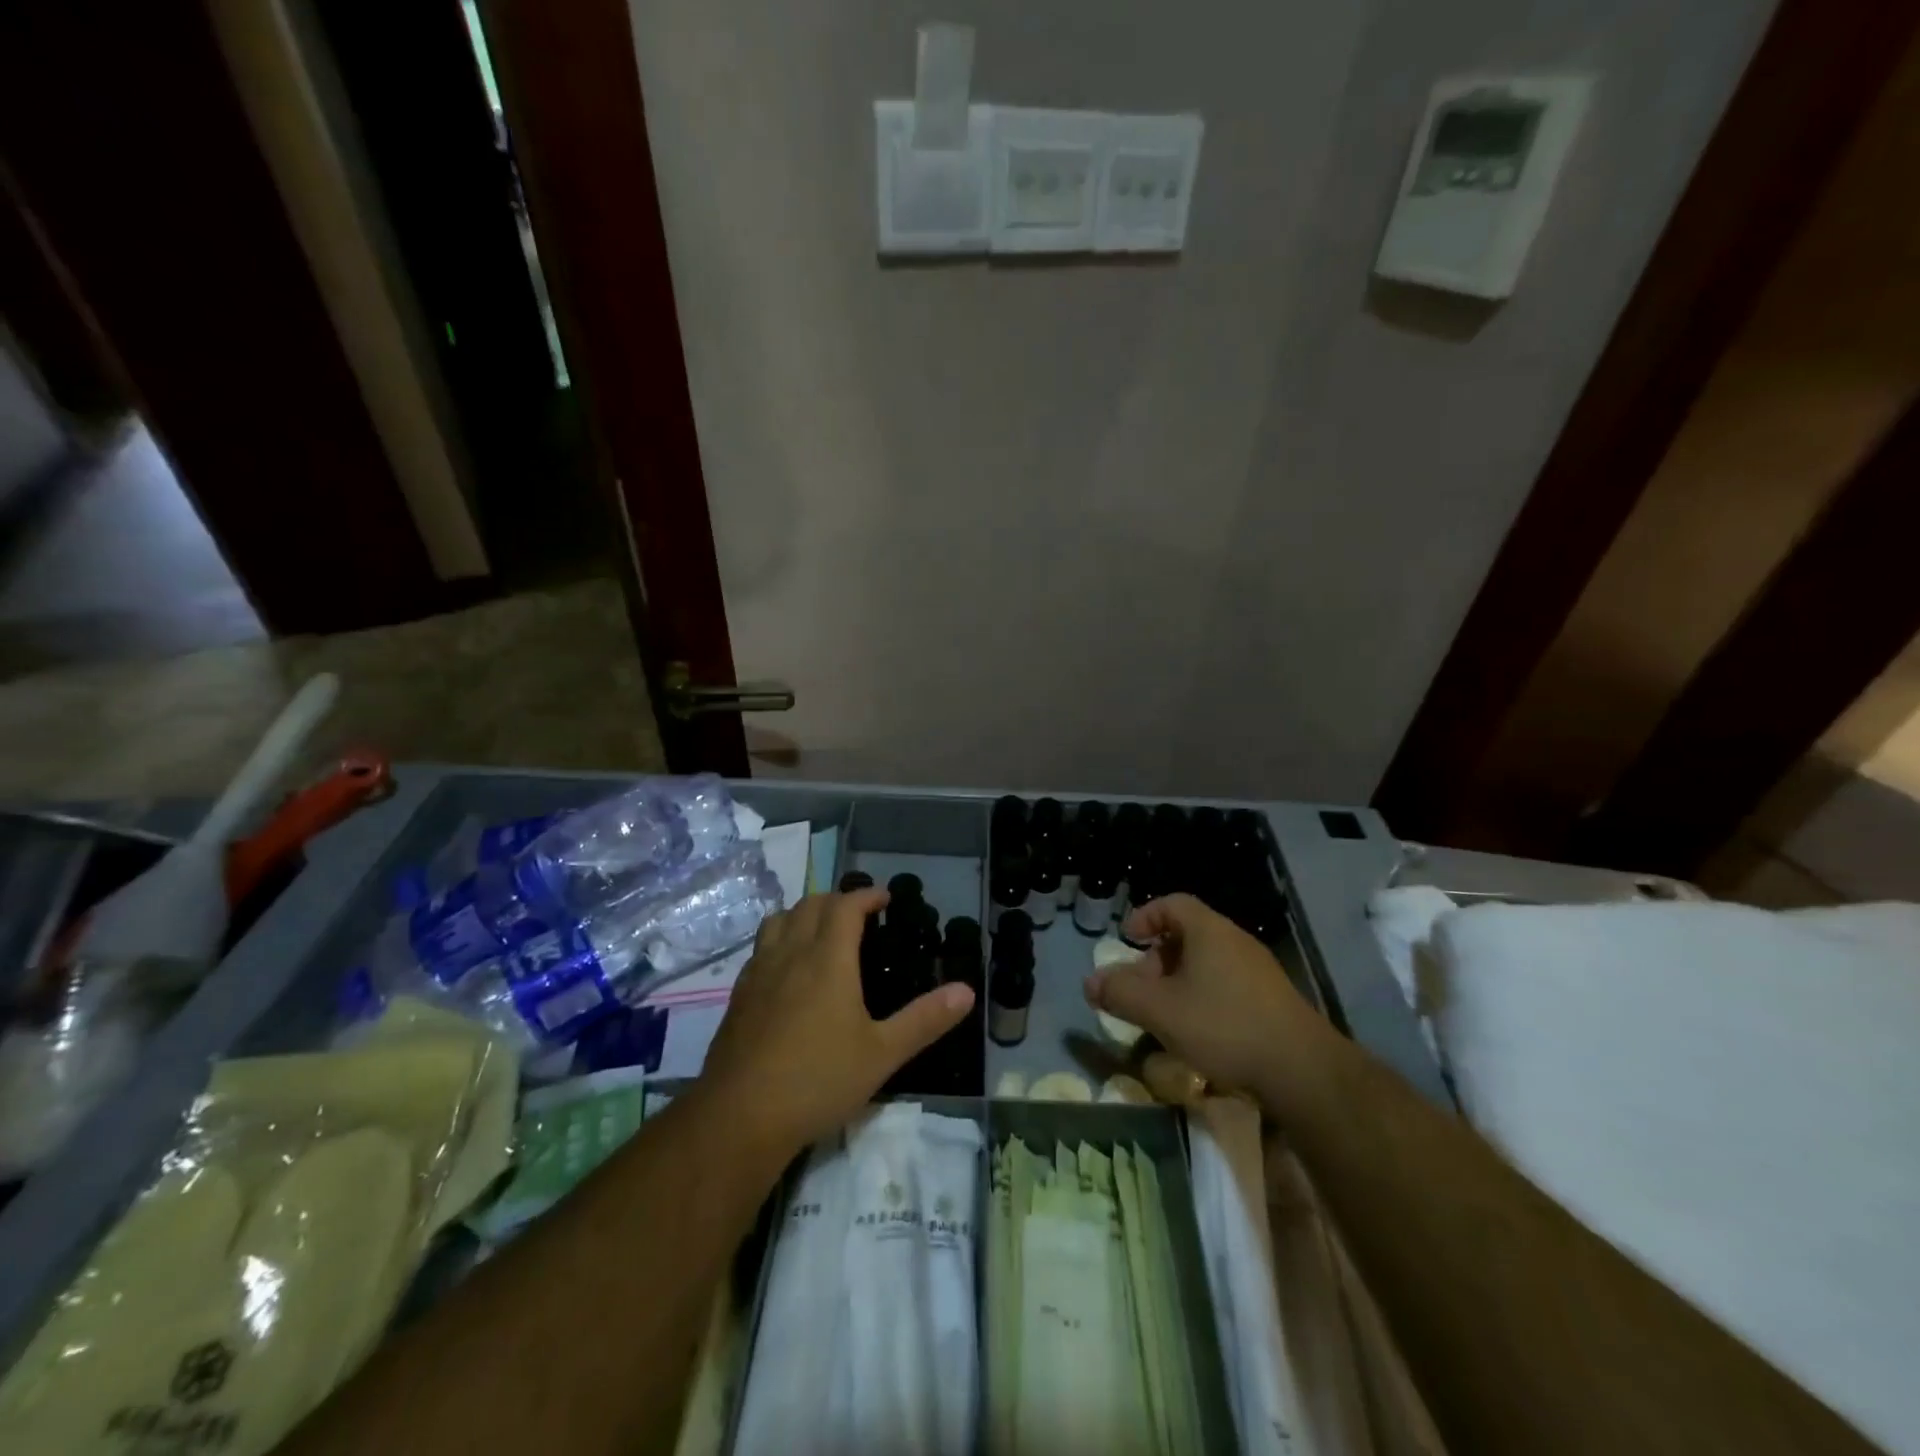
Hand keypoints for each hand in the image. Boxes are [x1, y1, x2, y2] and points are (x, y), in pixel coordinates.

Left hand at [701, 889, 972, 1152]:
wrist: (739, 1117)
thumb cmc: (818, 1080)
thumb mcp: (882, 1054)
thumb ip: (925, 1020)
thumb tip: (967, 991)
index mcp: (827, 958)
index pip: (846, 906)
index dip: (866, 896)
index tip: (885, 899)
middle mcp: (791, 954)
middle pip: (810, 905)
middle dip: (837, 900)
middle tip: (859, 915)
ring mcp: (759, 973)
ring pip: (778, 921)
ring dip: (803, 914)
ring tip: (821, 932)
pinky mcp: (739, 996)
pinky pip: (760, 949)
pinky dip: (780, 941)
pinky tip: (788, 971)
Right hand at [1084, 892, 1333, 1098]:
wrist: (1303, 1071)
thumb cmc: (1223, 1027)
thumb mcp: (1160, 1011)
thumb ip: (1121, 993)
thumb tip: (1090, 982)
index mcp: (1210, 931)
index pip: (1173, 903)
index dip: (1145, 916)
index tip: (1126, 939)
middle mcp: (1236, 941)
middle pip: (1188, 934)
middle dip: (1156, 957)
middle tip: (1140, 987)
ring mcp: (1259, 971)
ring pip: (1207, 962)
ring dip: (1179, 981)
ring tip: (1164, 1014)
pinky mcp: (1273, 1000)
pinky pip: (1227, 984)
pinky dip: (1203, 996)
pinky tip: (1198, 1032)